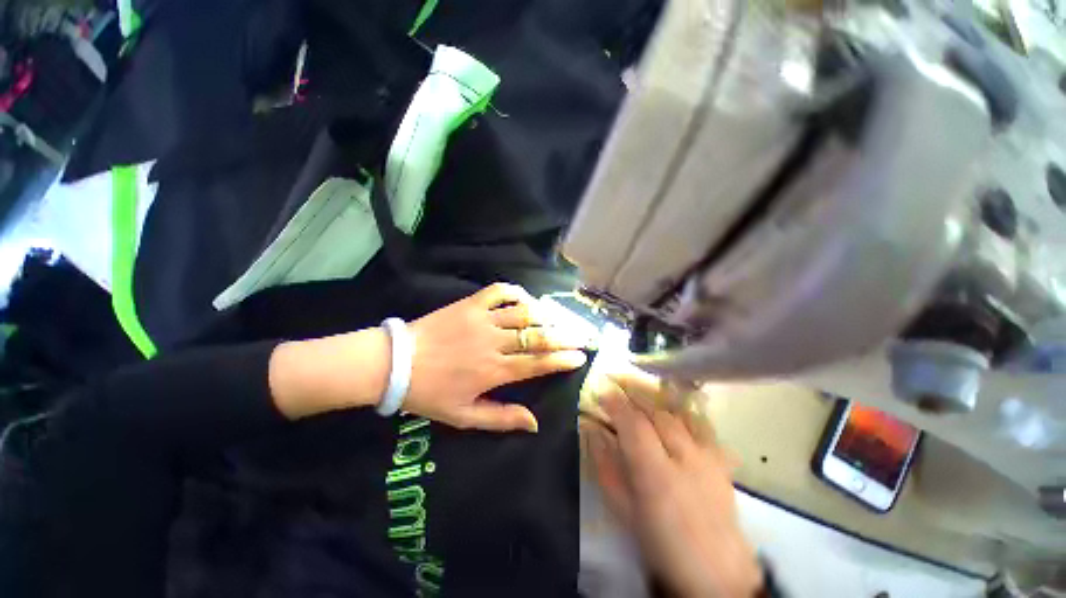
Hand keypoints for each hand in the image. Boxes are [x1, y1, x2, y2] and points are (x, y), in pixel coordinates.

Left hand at [269, 283, 588, 428]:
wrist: (395, 363)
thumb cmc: (430, 393)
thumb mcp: (464, 416)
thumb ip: (501, 419)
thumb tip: (535, 422)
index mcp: (493, 371)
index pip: (537, 364)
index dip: (562, 360)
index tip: (581, 356)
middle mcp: (493, 343)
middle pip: (537, 337)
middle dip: (565, 336)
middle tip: (584, 334)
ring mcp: (482, 320)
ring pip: (523, 313)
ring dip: (546, 315)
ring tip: (561, 318)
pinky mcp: (470, 304)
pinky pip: (499, 292)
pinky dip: (516, 292)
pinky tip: (526, 298)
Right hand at [586, 373, 761, 597]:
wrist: (714, 573)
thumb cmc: (659, 542)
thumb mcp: (622, 507)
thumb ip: (605, 465)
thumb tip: (592, 430)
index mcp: (656, 473)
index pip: (634, 423)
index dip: (616, 403)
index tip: (602, 393)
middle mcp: (685, 457)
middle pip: (657, 412)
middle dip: (633, 395)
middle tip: (617, 388)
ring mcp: (707, 456)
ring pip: (678, 413)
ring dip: (655, 401)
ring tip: (639, 396)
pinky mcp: (720, 460)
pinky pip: (700, 424)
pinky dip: (681, 412)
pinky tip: (672, 412)